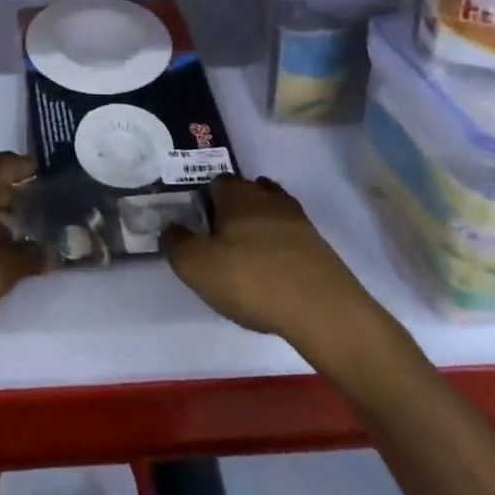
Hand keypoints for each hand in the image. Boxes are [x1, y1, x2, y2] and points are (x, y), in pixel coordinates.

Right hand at [162, 176, 391, 355]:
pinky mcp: (319, 248)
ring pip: (270, 215)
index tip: (195, 225)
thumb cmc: (252, 280)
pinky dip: (278, 251)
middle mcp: (269, 198)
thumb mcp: (196, 266)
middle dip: (231, 212)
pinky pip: (289, 239)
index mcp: (237, 194)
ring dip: (257, 230)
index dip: (202, 201)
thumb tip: (170, 228)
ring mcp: (299, 222)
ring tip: (243, 260)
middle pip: (246, 194)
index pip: (215, 182)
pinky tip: (271, 276)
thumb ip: (176, 243)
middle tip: (217, 242)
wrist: (324, 311)